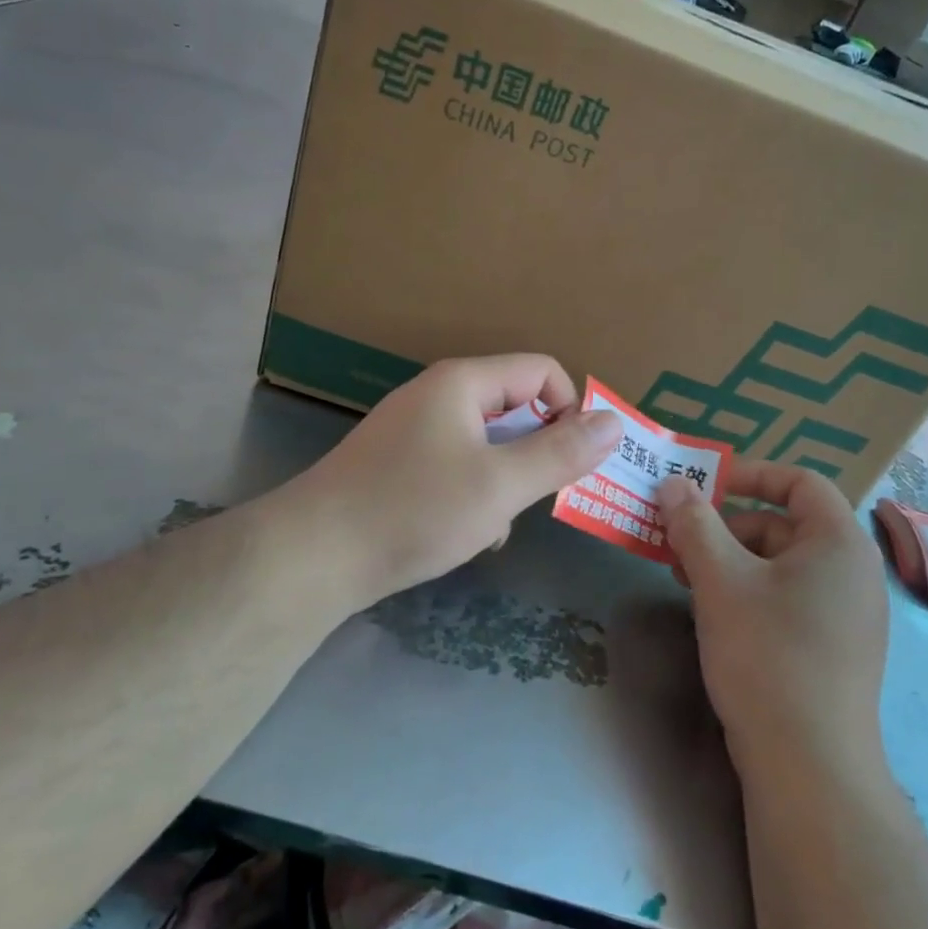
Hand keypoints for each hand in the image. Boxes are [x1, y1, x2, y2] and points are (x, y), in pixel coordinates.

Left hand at [287, 355, 620, 609]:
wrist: (313, 556)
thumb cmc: (414, 510)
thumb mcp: (500, 485)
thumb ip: (561, 453)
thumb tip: (614, 423)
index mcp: (463, 383)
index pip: (541, 371)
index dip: (570, 409)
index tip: (574, 461)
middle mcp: (437, 395)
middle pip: (514, 406)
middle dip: (536, 451)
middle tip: (538, 497)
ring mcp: (414, 430)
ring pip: (488, 443)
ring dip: (506, 480)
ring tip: (496, 522)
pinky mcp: (399, 465)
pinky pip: (458, 466)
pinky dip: (474, 493)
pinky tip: (466, 533)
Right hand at [659, 463, 889, 770]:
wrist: (809, 767)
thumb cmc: (767, 655)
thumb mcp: (720, 580)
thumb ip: (694, 524)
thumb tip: (673, 483)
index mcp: (839, 542)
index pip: (800, 481)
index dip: (750, 474)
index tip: (703, 487)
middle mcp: (852, 571)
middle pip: (783, 524)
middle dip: (726, 527)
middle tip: (677, 544)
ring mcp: (846, 614)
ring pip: (779, 565)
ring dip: (730, 561)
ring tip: (685, 581)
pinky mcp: (833, 649)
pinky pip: (787, 600)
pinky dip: (748, 593)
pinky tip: (713, 614)